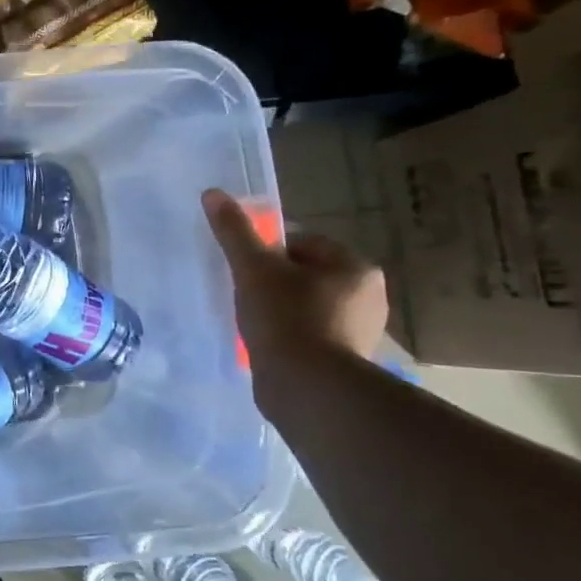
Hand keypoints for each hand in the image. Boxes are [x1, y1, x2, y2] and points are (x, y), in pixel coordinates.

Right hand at [202, 189, 388, 368]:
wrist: (308, 387)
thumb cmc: (285, 318)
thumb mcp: (253, 269)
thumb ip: (234, 232)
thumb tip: (213, 193)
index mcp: (354, 266)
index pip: (303, 243)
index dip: (267, 253)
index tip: (245, 272)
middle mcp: (367, 295)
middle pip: (305, 275)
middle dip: (274, 283)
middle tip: (245, 297)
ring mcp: (360, 330)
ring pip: (308, 306)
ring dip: (281, 311)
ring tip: (254, 325)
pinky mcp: (347, 360)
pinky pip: (311, 335)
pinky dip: (290, 336)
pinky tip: (269, 346)